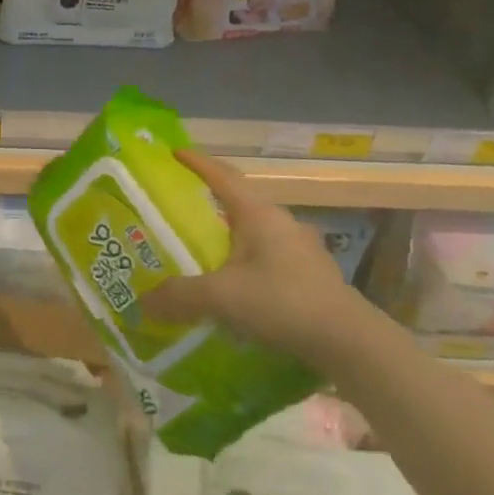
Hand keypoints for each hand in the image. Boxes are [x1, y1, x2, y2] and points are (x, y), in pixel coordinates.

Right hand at [145, 147, 369, 360]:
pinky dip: (246, 263)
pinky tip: (237, 287)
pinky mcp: (311, 275)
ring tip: (204, 252)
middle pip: (239, 202)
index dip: (196, 163)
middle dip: (209, 201)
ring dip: (229, 236)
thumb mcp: (221, 297)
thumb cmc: (282, 302)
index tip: (173, 153)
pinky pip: (268, 258)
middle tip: (179, 210)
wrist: (349, 342)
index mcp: (258, 214)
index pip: (222, 176)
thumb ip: (179, 295)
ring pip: (255, 232)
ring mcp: (300, 249)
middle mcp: (281, 223)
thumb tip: (144, 301)